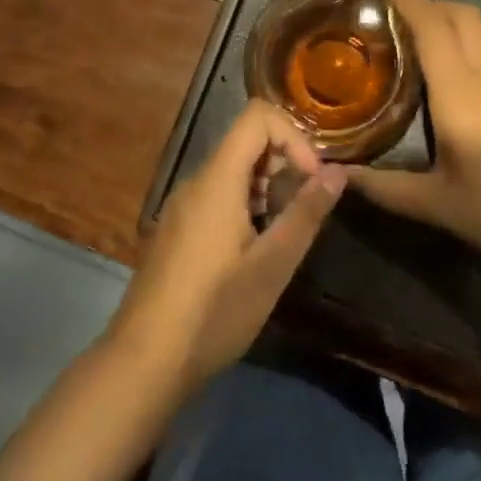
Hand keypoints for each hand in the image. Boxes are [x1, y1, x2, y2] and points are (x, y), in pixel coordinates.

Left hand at [106, 100, 344, 394]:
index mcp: (217, 180)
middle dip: (284, 164)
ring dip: (266, 189)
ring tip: (280, 238)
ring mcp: (180, 206)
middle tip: (302, 212)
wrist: (143, 363)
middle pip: (245, 143)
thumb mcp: (272, 266)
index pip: (256, 117)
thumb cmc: (214, 312)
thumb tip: (338, 171)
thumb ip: (306, 213)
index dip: (293, 136)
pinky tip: (251, 254)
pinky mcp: (175, 230)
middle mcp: (195, 182)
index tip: (312, 178)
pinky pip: (216, 196)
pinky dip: (244, 206)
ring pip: (232, 172)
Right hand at [351, 0, 480, 276]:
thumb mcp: (437, 205)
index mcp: (461, 94)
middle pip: (462, 15)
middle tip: (396, 13)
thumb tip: (337, 175)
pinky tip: (461, 72)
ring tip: (424, 35)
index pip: (432, 27)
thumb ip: (383, 188)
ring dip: (453, 19)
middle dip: (429, 1)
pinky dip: (472, 41)